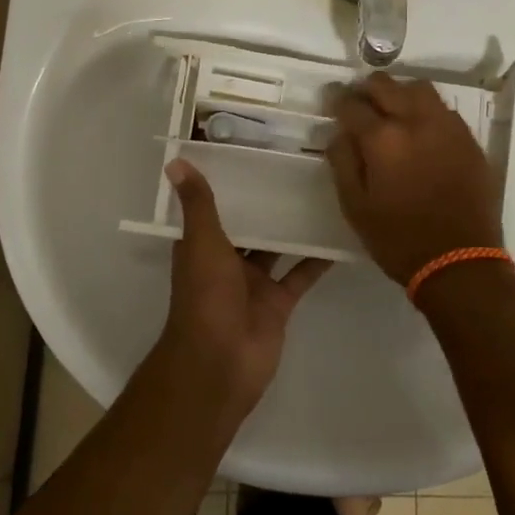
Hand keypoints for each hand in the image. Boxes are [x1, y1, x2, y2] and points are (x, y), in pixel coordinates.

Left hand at [162, 159, 331, 413]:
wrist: (220, 363)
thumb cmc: (206, 297)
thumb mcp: (201, 243)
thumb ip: (198, 204)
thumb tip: (175, 161)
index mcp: (203, 246)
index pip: (216, 207)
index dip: (231, 184)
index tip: (254, 152)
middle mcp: (228, 261)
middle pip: (251, 226)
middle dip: (268, 203)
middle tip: (299, 166)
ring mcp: (255, 283)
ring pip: (277, 247)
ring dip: (294, 226)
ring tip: (323, 192)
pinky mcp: (279, 302)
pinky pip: (301, 274)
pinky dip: (317, 258)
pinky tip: (339, 234)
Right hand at [327, 72, 502, 284]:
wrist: (461, 262)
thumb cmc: (398, 239)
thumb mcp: (355, 207)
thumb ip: (342, 162)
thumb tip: (339, 134)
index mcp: (383, 138)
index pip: (352, 104)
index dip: (337, 99)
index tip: (331, 101)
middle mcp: (416, 121)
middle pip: (386, 85)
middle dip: (366, 88)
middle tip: (358, 101)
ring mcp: (447, 127)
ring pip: (419, 89)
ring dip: (399, 92)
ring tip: (390, 109)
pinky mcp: (469, 140)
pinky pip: (443, 109)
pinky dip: (425, 109)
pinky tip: (420, 129)